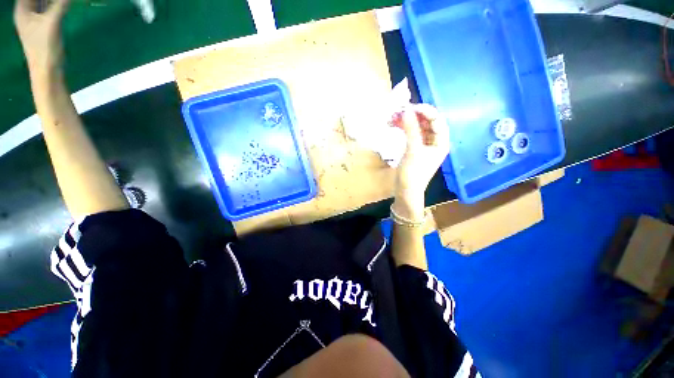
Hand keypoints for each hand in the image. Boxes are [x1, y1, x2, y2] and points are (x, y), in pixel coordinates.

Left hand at [14, 0, 70, 73]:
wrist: (48, 71)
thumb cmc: (45, 49)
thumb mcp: (52, 24)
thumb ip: (60, 5)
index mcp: (22, 10)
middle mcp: (26, 12)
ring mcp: (35, 20)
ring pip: (42, 2)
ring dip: (49, 0)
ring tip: (61, 1)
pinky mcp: (44, 25)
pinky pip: (49, 8)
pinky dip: (54, 4)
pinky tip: (61, 3)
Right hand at [392, 104, 449, 220]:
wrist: (405, 192)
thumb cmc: (413, 174)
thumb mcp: (413, 151)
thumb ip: (411, 130)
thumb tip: (406, 110)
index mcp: (441, 142)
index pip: (437, 120)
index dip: (425, 111)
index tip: (409, 107)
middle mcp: (435, 141)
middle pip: (427, 122)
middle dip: (413, 115)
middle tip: (398, 111)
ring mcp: (424, 145)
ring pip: (417, 127)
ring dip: (406, 121)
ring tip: (393, 117)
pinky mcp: (414, 148)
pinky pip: (411, 134)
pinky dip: (403, 129)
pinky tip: (394, 125)